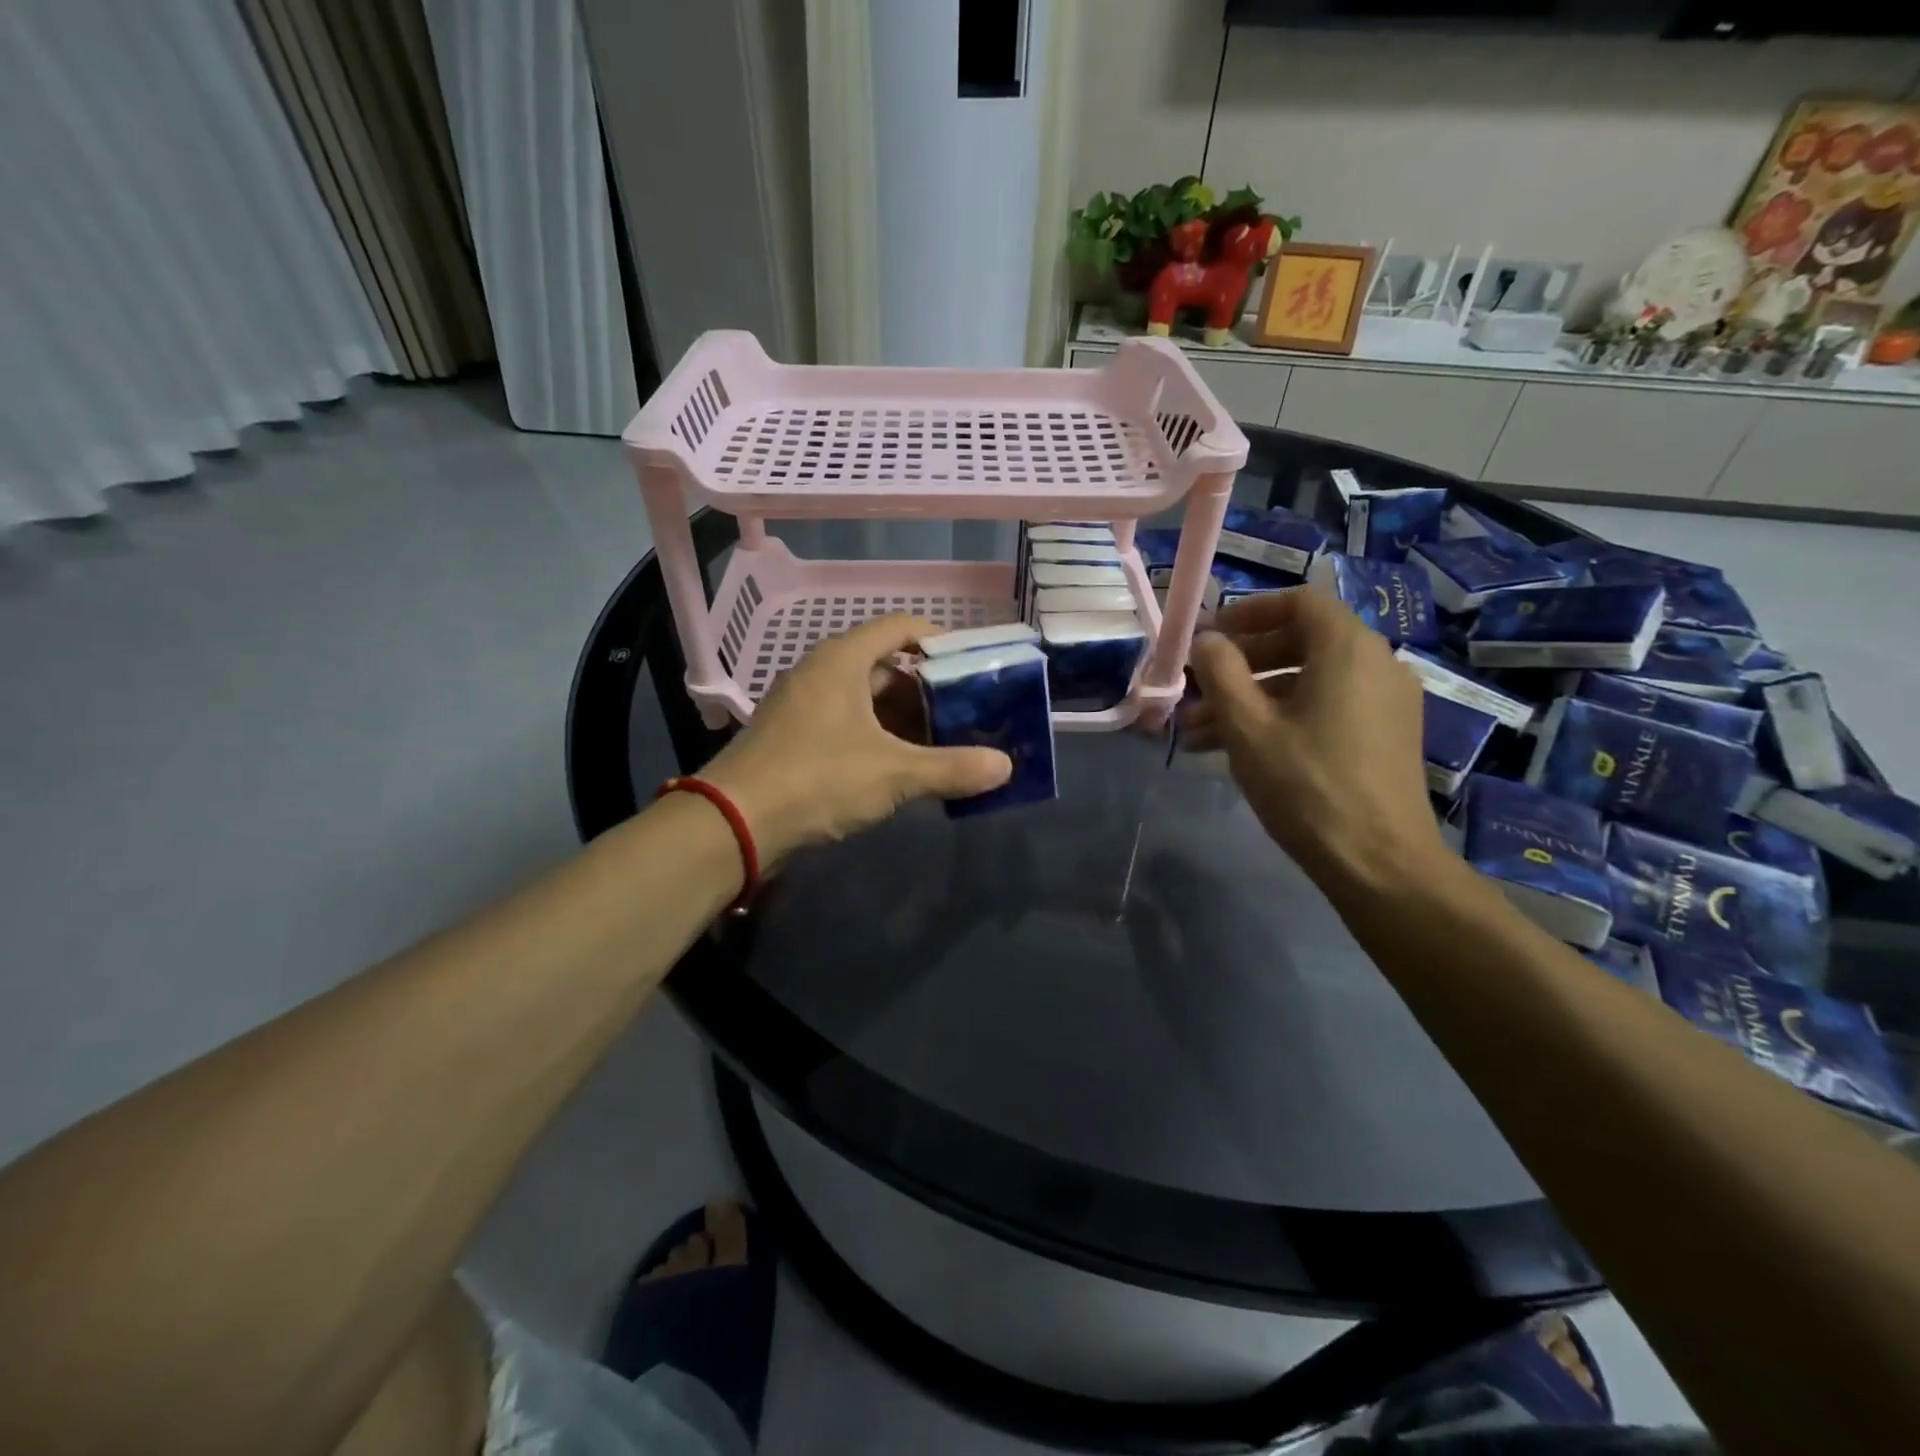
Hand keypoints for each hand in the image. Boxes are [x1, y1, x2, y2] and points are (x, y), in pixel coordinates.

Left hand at [699, 616, 1010, 865]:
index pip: (901, 627)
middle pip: (887, 666)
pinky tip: (905, 767)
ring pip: (868, 700)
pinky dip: (880, 738)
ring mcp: (805, 706)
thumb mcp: (893, 773)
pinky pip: (849, 724)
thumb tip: (1006, 767)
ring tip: (946, 743)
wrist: (733, 823)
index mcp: (843, 660)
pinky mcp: (796, 737)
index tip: (974, 665)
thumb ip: (952, 768)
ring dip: (906, 719)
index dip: (941, 640)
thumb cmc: (817, 779)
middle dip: (929, 689)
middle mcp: (822, 673)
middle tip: (968, 712)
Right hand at [1179, 586, 1449, 897]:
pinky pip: (1325, 707)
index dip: (1249, 611)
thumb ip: (1220, 673)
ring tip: (1199, 731)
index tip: (1211, 636)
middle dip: (1240, 664)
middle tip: (1197, 688)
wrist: (1379, 862)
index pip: (1299, 601)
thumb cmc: (1307, 786)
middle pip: (1300, 641)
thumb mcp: (1248, 727)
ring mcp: (1384, 701)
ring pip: (1307, 681)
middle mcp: (1375, 664)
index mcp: (1348, 649)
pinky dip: (1282, 716)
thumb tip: (1207, 641)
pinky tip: (1237, 749)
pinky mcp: (1383, 735)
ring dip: (1251, 697)